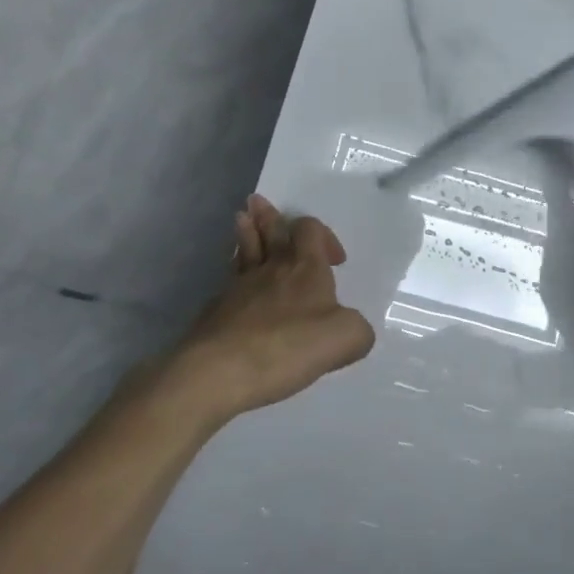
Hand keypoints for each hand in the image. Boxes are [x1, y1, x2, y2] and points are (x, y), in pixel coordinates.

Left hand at [150, 196, 375, 426]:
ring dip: (247, 233)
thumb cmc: (288, 346)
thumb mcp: (346, 338)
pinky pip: (230, 282)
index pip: (310, 230)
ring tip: (242, 218)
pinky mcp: (216, 312)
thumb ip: (357, 330)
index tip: (336, 261)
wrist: (219, 371)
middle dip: (270, 217)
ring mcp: (238, 288)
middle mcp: (271, 269)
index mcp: (305, 268)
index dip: (324, 236)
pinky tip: (235, 282)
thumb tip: (351, 329)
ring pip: (245, 251)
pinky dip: (236, 274)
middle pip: (271, 232)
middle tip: (259, 202)